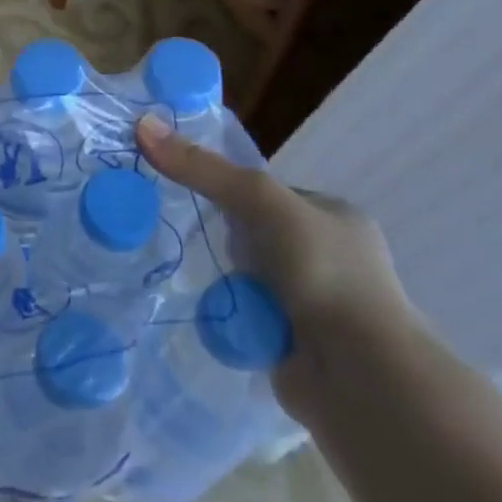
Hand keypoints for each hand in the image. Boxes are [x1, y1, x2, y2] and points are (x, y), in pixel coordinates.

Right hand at [135, 114, 420, 420]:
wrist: (358, 376)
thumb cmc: (322, 272)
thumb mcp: (262, 203)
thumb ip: (205, 169)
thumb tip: (143, 125)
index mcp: (334, 217)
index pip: (267, 194)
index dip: (229, 192)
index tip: (191, 196)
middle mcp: (330, 258)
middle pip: (254, 236)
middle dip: (225, 242)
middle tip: (184, 236)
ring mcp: (315, 304)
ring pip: (247, 278)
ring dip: (223, 280)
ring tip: (184, 274)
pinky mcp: (296, 343)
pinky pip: (245, 315)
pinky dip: (226, 314)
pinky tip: (204, 311)